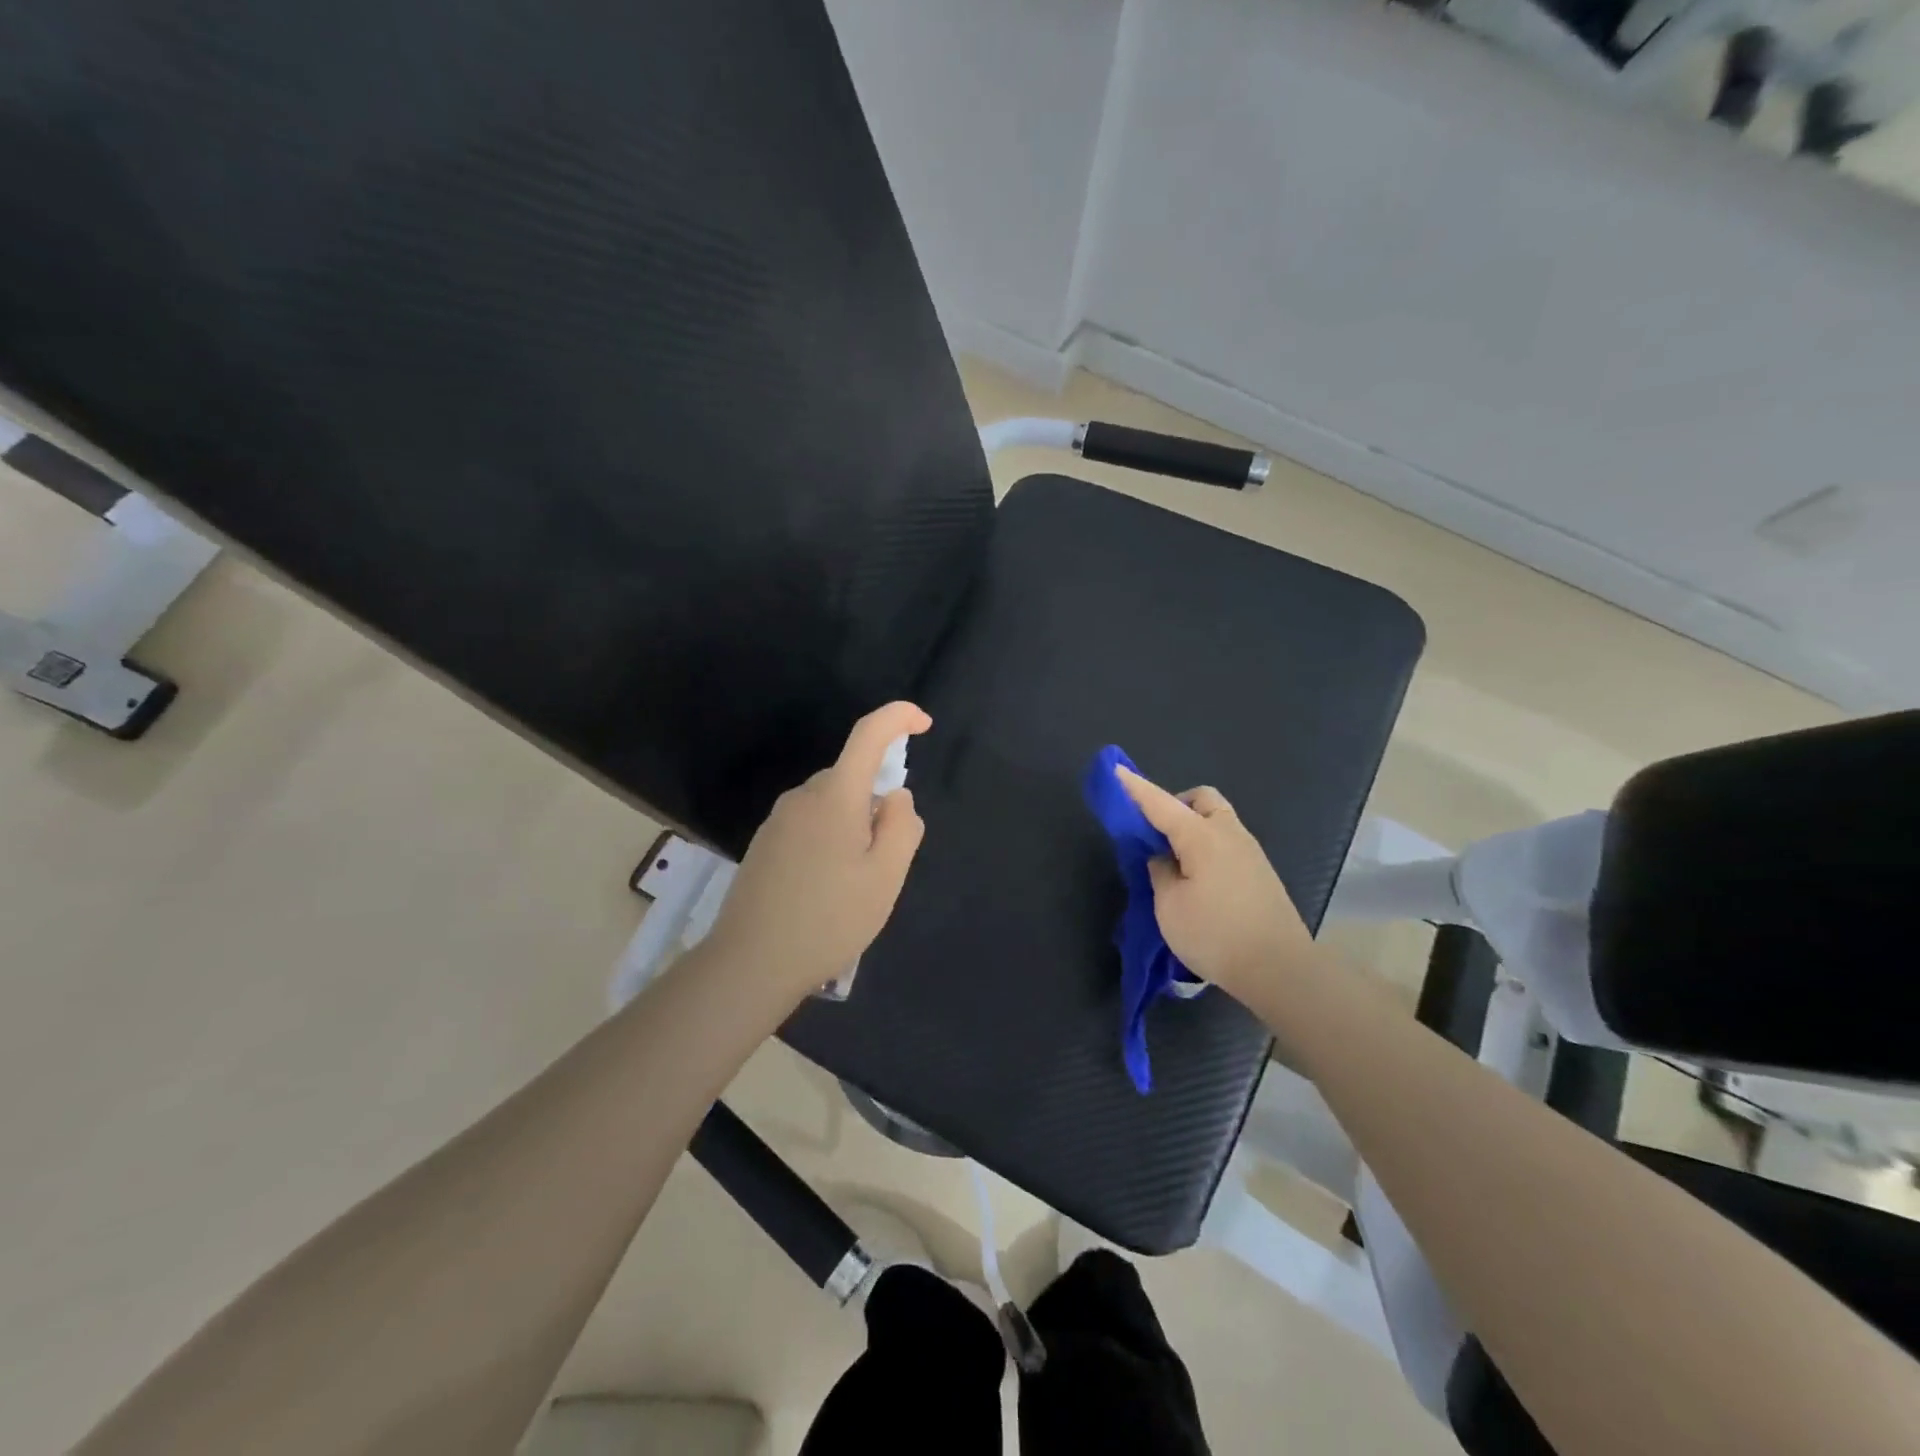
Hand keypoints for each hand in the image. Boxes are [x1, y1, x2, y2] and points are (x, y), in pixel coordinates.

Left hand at [706, 701, 931, 1002]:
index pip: (869, 734)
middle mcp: (802, 796)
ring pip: (832, 805)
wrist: (751, 963)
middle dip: (877, 803)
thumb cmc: (829, 918)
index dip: (899, 718)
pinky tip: (825, 891)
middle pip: (852, 778)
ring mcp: (778, 820)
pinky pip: (811, 825)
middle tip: (884, 863)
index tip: (924, 724)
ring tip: (853, 887)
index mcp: (835, 796)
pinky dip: (830, 842)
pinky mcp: (764, 844)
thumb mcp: (886, 876)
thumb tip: (895, 795)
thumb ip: (901, 825)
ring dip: (853, 828)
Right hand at [1117, 766, 1313, 1001]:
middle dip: (1176, 804)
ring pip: (1218, 821)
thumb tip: (1164, 858)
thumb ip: (1160, 873)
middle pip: (1202, 800)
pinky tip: (1198, 880)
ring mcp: (1250, 853)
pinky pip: (1228, 844)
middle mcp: (1229, 835)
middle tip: (1156, 833)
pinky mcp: (1260, 874)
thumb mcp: (1170, 907)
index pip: (1161, 804)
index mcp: (1202, 837)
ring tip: (1175, 863)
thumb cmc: (1216, 935)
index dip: (1136, 788)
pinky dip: (1208, 847)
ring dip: (1194, 827)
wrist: (1280, 969)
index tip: (1117, 771)